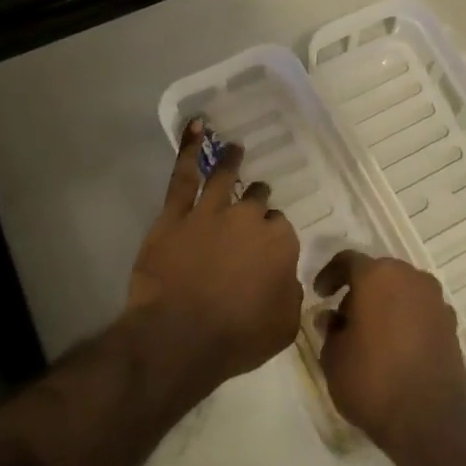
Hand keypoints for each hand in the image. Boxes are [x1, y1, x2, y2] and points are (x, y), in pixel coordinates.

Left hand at [128, 119, 302, 392]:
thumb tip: (286, 279)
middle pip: (257, 202)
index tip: (267, 248)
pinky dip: (188, 149)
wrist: (179, 338)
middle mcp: (249, 218)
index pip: (281, 229)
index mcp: (280, 242)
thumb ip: (290, 294)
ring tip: (234, 148)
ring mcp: (211, 212)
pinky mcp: (175, 215)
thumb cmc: (237, 337)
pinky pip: (183, 176)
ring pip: (225, 177)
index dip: (273, 237)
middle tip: (253, 206)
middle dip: (257, 202)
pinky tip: (195, 127)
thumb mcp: (284, 325)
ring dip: (231, 161)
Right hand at [318, 251, 465, 458]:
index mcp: (378, 276)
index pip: (348, 260)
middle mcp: (411, 277)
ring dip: (385, 303)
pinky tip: (395, 346)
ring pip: (402, 290)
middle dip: (359, 290)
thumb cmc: (372, 382)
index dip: (329, 274)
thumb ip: (329, 330)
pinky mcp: (451, 324)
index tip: (320, 294)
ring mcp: (436, 299)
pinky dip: (405, 318)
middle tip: (343, 317)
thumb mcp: (333, 358)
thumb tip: (331, 317)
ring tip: (369, 334)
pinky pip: (420, 310)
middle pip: (379, 273)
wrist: (430, 421)